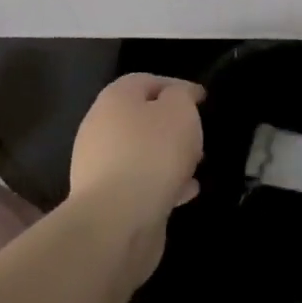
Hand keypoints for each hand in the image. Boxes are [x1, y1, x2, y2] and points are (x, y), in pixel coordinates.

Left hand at [68, 74, 205, 224]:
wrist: (116, 221)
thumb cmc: (152, 153)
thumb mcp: (180, 110)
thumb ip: (182, 96)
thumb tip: (177, 98)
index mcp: (115, 99)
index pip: (147, 81)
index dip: (177, 86)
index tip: (203, 100)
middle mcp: (100, 128)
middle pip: (142, 118)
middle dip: (172, 126)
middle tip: (198, 136)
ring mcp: (99, 166)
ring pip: (141, 153)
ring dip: (168, 157)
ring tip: (196, 167)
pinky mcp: (105, 200)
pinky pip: (138, 183)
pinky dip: (161, 184)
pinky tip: (185, 193)